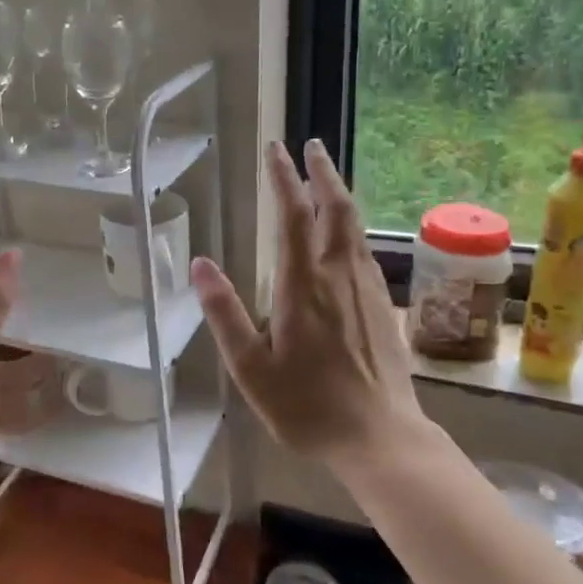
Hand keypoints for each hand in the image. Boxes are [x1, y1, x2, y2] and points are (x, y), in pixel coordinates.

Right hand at [192, 139, 423, 462]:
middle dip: (322, 173)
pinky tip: (346, 236)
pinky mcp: (382, 306)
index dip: (284, 179)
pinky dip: (351, 227)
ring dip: (339, 195)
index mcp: (303, 286)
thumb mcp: (251, 368)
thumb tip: (200, 265)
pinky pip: (364, 251)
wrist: (380, 437)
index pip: (294, 217)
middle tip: (311, 146)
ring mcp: (366, 290)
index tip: (276, 150)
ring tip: (326, 178)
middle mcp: (339, 276)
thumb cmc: (307, 406)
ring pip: (355, 228)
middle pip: (336, 209)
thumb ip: (225, 314)